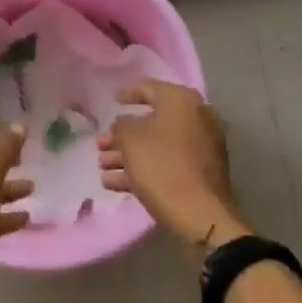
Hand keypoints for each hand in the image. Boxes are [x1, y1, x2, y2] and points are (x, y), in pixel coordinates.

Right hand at [98, 80, 248, 246]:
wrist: (201, 214)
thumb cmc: (162, 167)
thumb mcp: (131, 141)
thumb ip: (121, 125)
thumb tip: (124, 124)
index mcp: (181, 101)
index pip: (149, 88)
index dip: (128, 92)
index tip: (113, 99)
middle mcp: (196, 118)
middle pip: (152, 121)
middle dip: (122, 134)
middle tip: (100, 144)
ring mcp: (201, 146)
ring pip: (157, 145)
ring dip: (128, 154)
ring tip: (102, 166)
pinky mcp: (200, 172)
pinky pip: (167, 163)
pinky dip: (144, 168)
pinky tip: (114, 183)